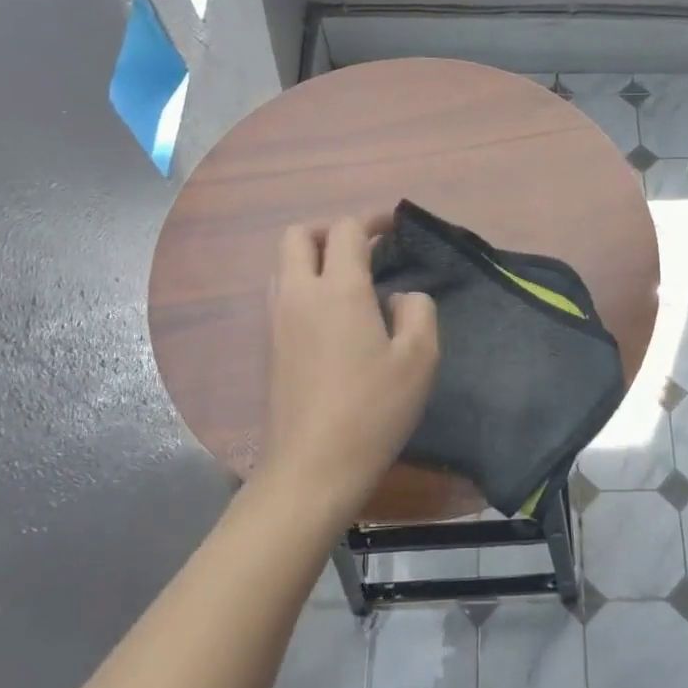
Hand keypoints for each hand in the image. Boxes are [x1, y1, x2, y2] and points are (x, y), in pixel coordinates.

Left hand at [256, 216, 439, 523]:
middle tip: (363, 250)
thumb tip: (401, 296)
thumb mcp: (419, 359)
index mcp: (338, 289)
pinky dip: (301, 283)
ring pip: (282, 263)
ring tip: (346, 279)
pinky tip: (330, 314)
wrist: (313, 466)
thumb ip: (418, 312)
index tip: (393, 228)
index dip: (371, 221)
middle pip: (298, 235)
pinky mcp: (269, 345)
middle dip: (330, 231)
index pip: (346, 230)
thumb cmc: (373, 410)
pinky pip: (280, 292)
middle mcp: (299, 294)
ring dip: (311, 256)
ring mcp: (276, 320)